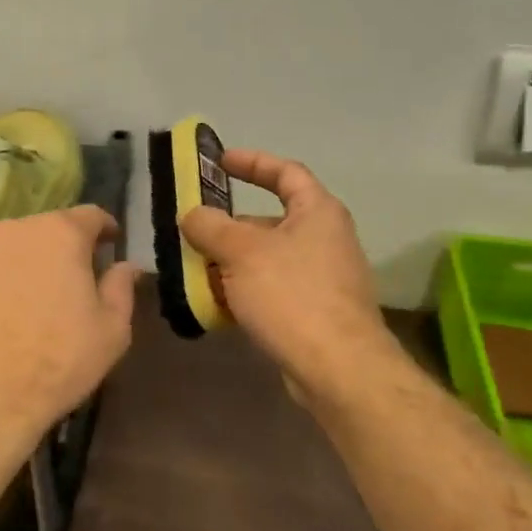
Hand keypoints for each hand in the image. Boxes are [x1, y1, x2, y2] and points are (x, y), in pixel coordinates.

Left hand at [0, 206, 140, 447]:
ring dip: (25, 266)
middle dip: (63, 249)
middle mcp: (13, 230)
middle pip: (47, 230)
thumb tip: (127, 266)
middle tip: (72, 282)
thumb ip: (121, 288)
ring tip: (31, 303)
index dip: (105, 229)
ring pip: (10, 250)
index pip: (90, 215)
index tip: (111, 244)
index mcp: (59, 234)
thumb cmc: (57, 361)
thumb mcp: (111, 331)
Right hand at [179, 149, 395, 394]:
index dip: (253, 162)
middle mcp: (325, 239)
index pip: (286, 172)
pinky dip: (244, 291)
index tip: (219, 162)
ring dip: (231, 262)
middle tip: (194, 230)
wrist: (338, 368)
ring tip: (195, 270)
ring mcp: (322, 278)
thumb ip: (210, 226)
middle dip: (230, 225)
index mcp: (318, 212)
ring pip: (267, 259)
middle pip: (271, 220)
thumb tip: (192, 215)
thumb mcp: (241, 252)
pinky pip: (272, 290)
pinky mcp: (314, 313)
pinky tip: (216, 306)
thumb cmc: (291, 294)